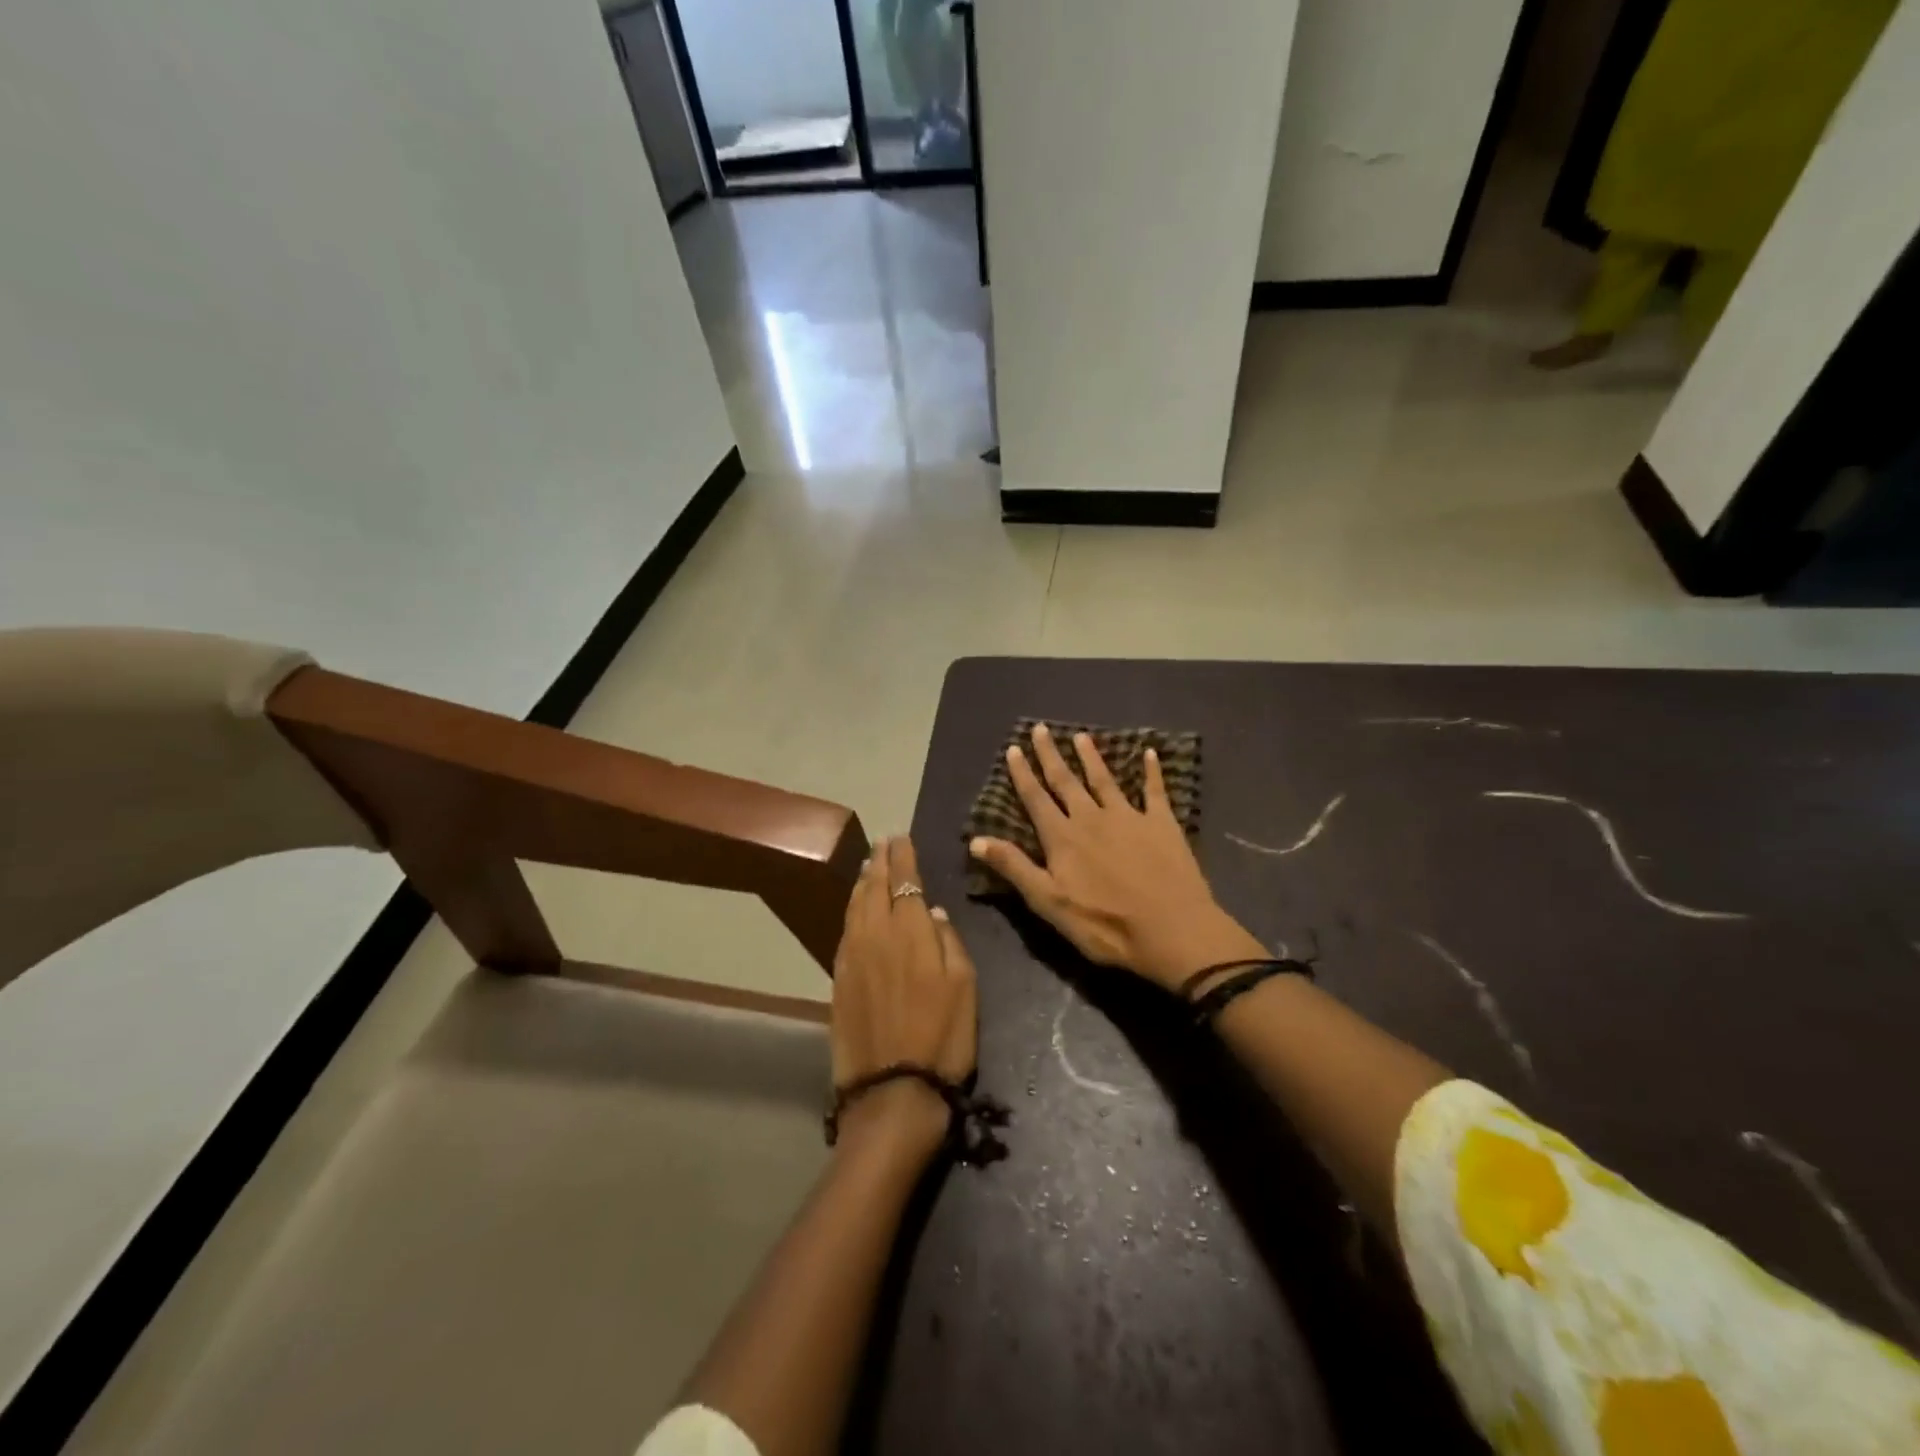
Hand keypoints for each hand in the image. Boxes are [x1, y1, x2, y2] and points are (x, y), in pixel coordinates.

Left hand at [830, 835, 978, 1159]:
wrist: (892, 1090)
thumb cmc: (941, 1037)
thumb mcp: (964, 986)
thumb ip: (948, 941)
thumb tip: (931, 912)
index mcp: (910, 930)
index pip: (904, 880)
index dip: (902, 856)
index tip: (901, 837)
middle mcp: (875, 934)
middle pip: (874, 887)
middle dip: (880, 861)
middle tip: (883, 843)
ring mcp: (851, 956)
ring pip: (854, 906)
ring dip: (862, 882)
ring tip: (869, 866)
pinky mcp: (838, 979)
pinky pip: (844, 930)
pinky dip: (851, 910)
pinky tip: (855, 909)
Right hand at [969, 724, 1264, 993]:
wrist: (1172, 931)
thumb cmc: (1105, 925)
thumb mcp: (1049, 903)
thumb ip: (1014, 868)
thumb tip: (975, 839)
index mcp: (1063, 838)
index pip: (1036, 799)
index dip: (1023, 774)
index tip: (1014, 749)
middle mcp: (1092, 818)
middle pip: (1066, 781)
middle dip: (1050, 755)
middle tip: (1040, 729)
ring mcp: (1129, 817)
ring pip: (1104, 780)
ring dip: (1091, 757)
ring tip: (1081, 736)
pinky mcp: (1162, 824)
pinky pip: (1155, 791)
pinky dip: (1152, 771)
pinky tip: (1150, 753)